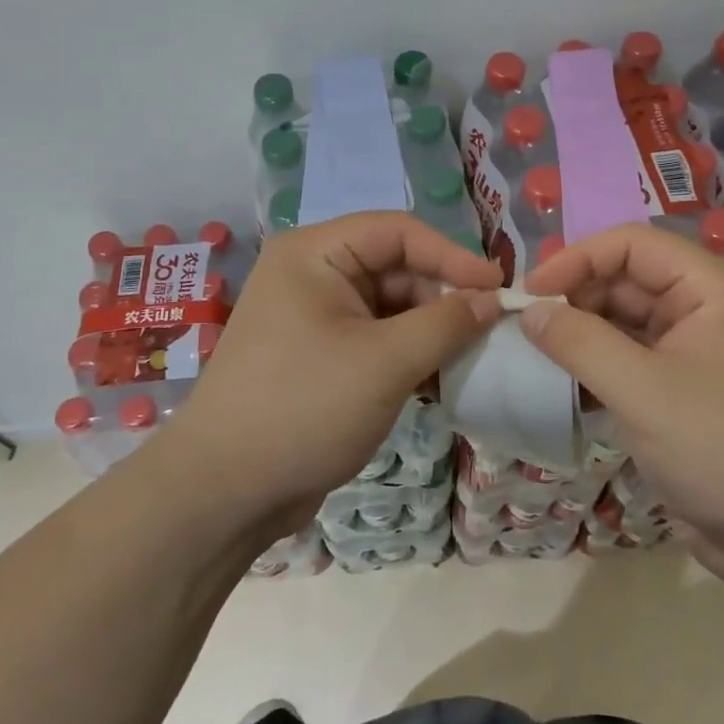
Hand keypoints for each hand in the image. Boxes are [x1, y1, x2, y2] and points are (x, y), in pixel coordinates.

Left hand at [165, 213, 502, 536]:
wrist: (224, 492)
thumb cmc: (304, 407)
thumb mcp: (385, 362)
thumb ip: (446, 323)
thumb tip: (493, 299)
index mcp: (315, 253)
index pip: (398, 231)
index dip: (452, 255)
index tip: (499, 289)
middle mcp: (312, 274)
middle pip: (395, 268)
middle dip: (442, 297)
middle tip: (489, 331)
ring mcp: (314, 317)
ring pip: (390, 307)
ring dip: (430, 330)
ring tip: (469, 359)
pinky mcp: (321, 356)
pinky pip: (377, 339)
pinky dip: (409, 354)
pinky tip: (440, 382)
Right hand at [520, 223, 723, 571]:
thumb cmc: (721, 449)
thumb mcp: (643, 392)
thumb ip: (580, 343)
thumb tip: (527, 311)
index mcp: (710, 288)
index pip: (631, 244)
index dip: (576, 259)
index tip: (528, 293)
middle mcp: (701, 306)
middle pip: (623, 277)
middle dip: (573, 295)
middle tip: (523, 325)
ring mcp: (689, 347)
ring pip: (620, 317)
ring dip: (578, 329)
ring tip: (533, 350)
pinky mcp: (676, 385)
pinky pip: (625, 354)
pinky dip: (592, 360)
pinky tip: (559, 378)